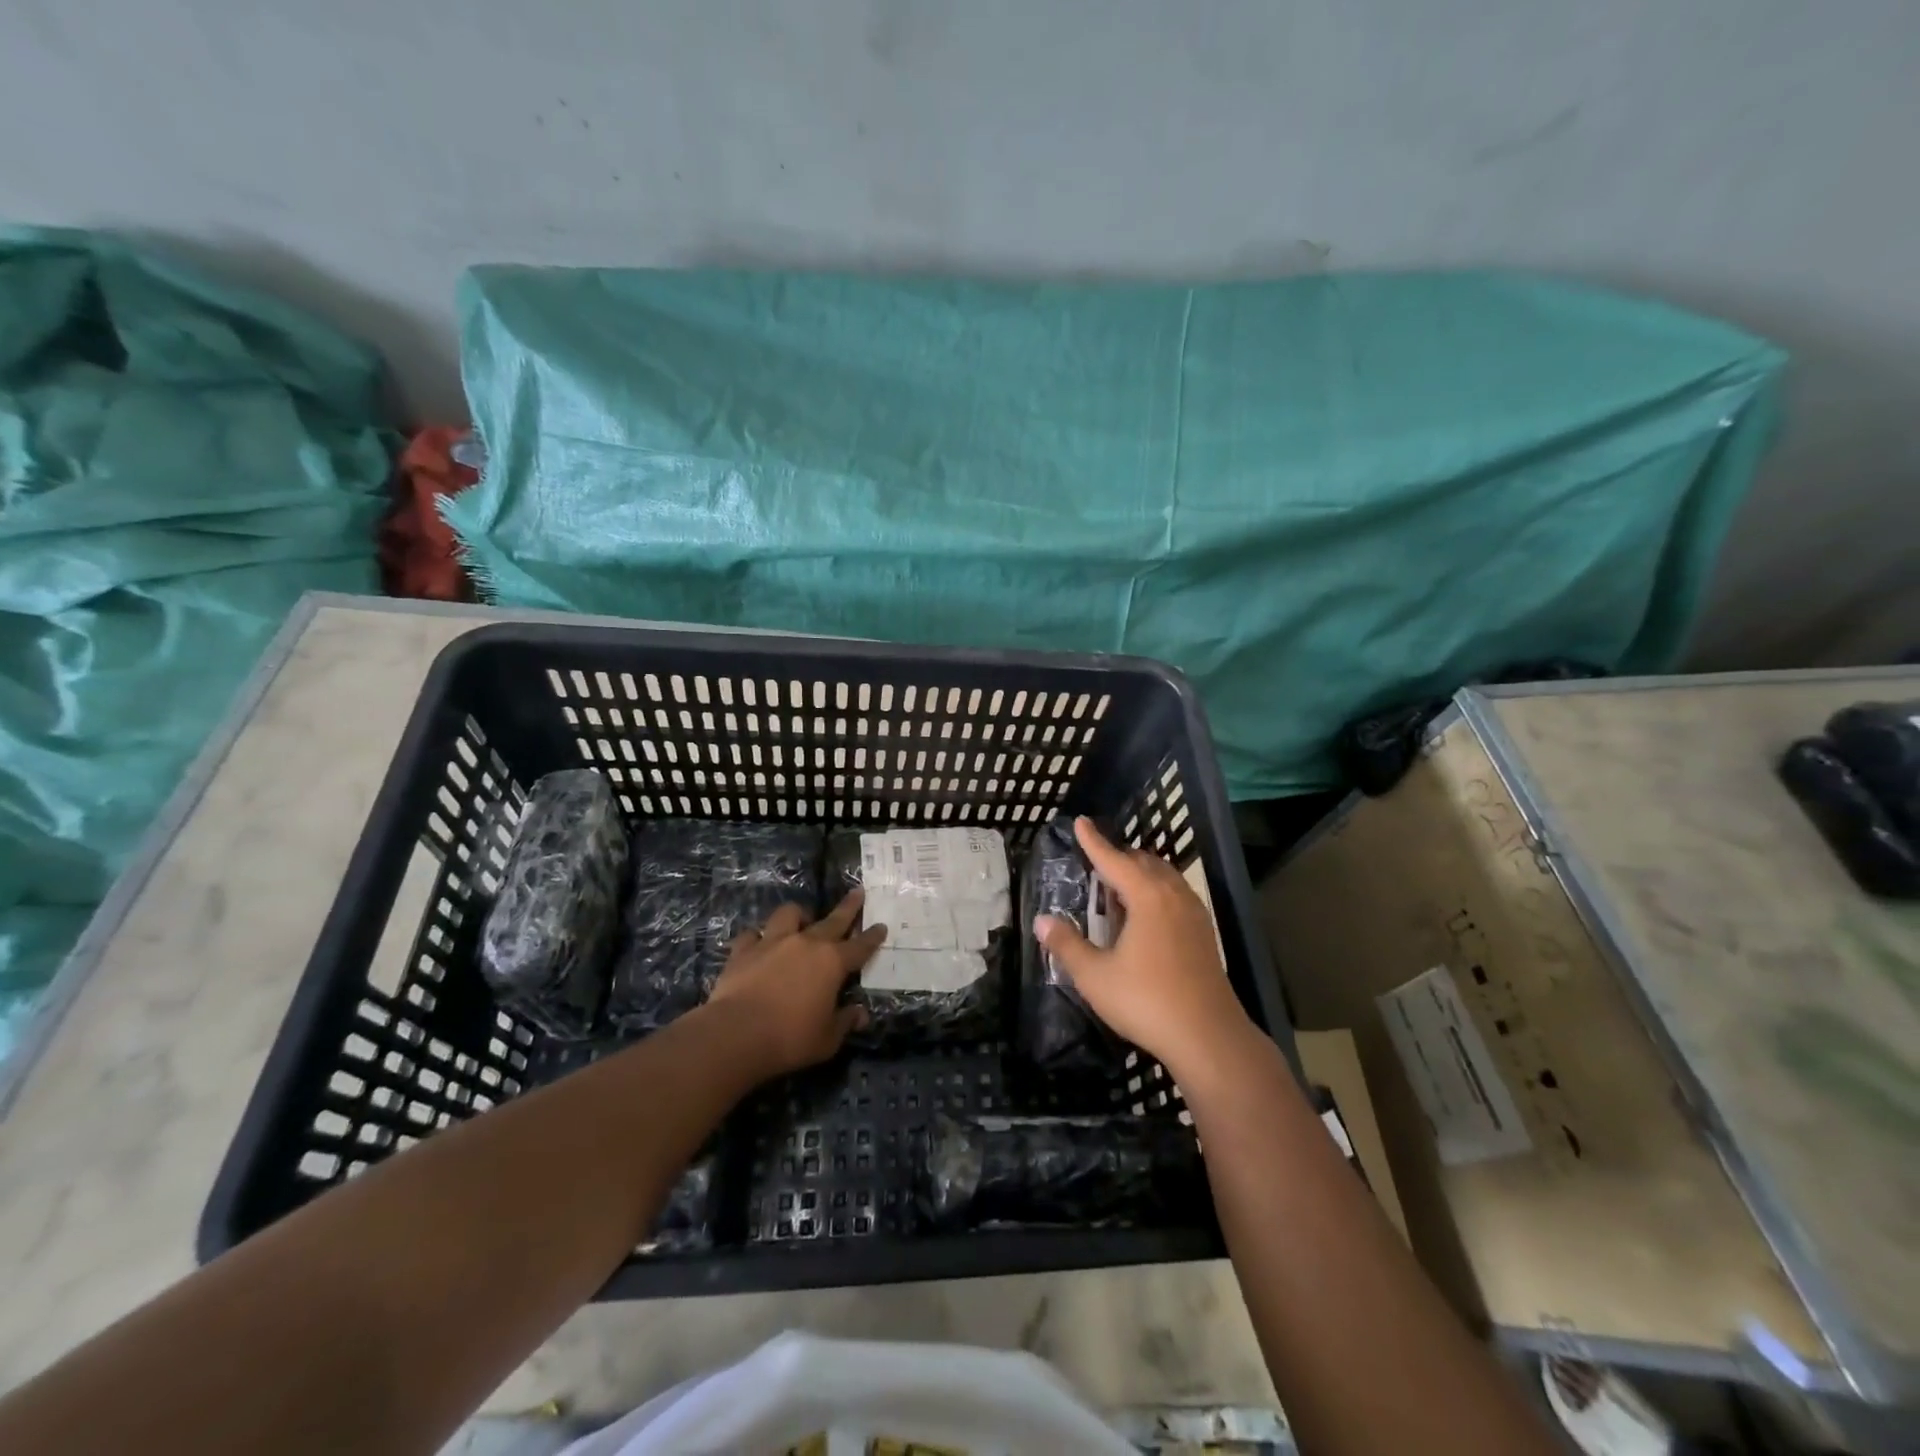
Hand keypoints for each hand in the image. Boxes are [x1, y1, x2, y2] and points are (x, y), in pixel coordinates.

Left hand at [705, 890, 886, 1077]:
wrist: (736, 1034)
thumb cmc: (790, 1038)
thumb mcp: (827, 1039)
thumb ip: (845, 1022)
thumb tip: (860, 1014)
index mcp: (832, 963)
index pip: (860, 946)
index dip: (872, 936)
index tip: (881, 925)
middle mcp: (806, 944)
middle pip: (833, 919)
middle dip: (848, 906)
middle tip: (858, 892)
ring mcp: (773, 942)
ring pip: (789, 914)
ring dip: (798, 915)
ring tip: (801, 920)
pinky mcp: (744, 950)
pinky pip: (753, 934)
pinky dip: (758, 937)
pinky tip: (758, 943)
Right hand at [1034, 816, 1252, 1078]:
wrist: (1209, 1037)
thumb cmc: (1146, 1001)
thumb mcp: (1095, 976)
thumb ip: (1067, 945)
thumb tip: (1043, 920)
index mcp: (1147, 897)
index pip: (1114, 859)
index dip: (1094, 842)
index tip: (1081, 822)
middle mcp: (1173, 895)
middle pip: (1143, 862)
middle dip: (1118, 857)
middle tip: (1095, 863)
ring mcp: (1194, 913)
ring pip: (1164, 877)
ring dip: (1139, 874)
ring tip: (1117, 888)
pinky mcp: (1204, 933)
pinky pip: (1175, 895)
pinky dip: (1156, 891)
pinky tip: (1145, 917)